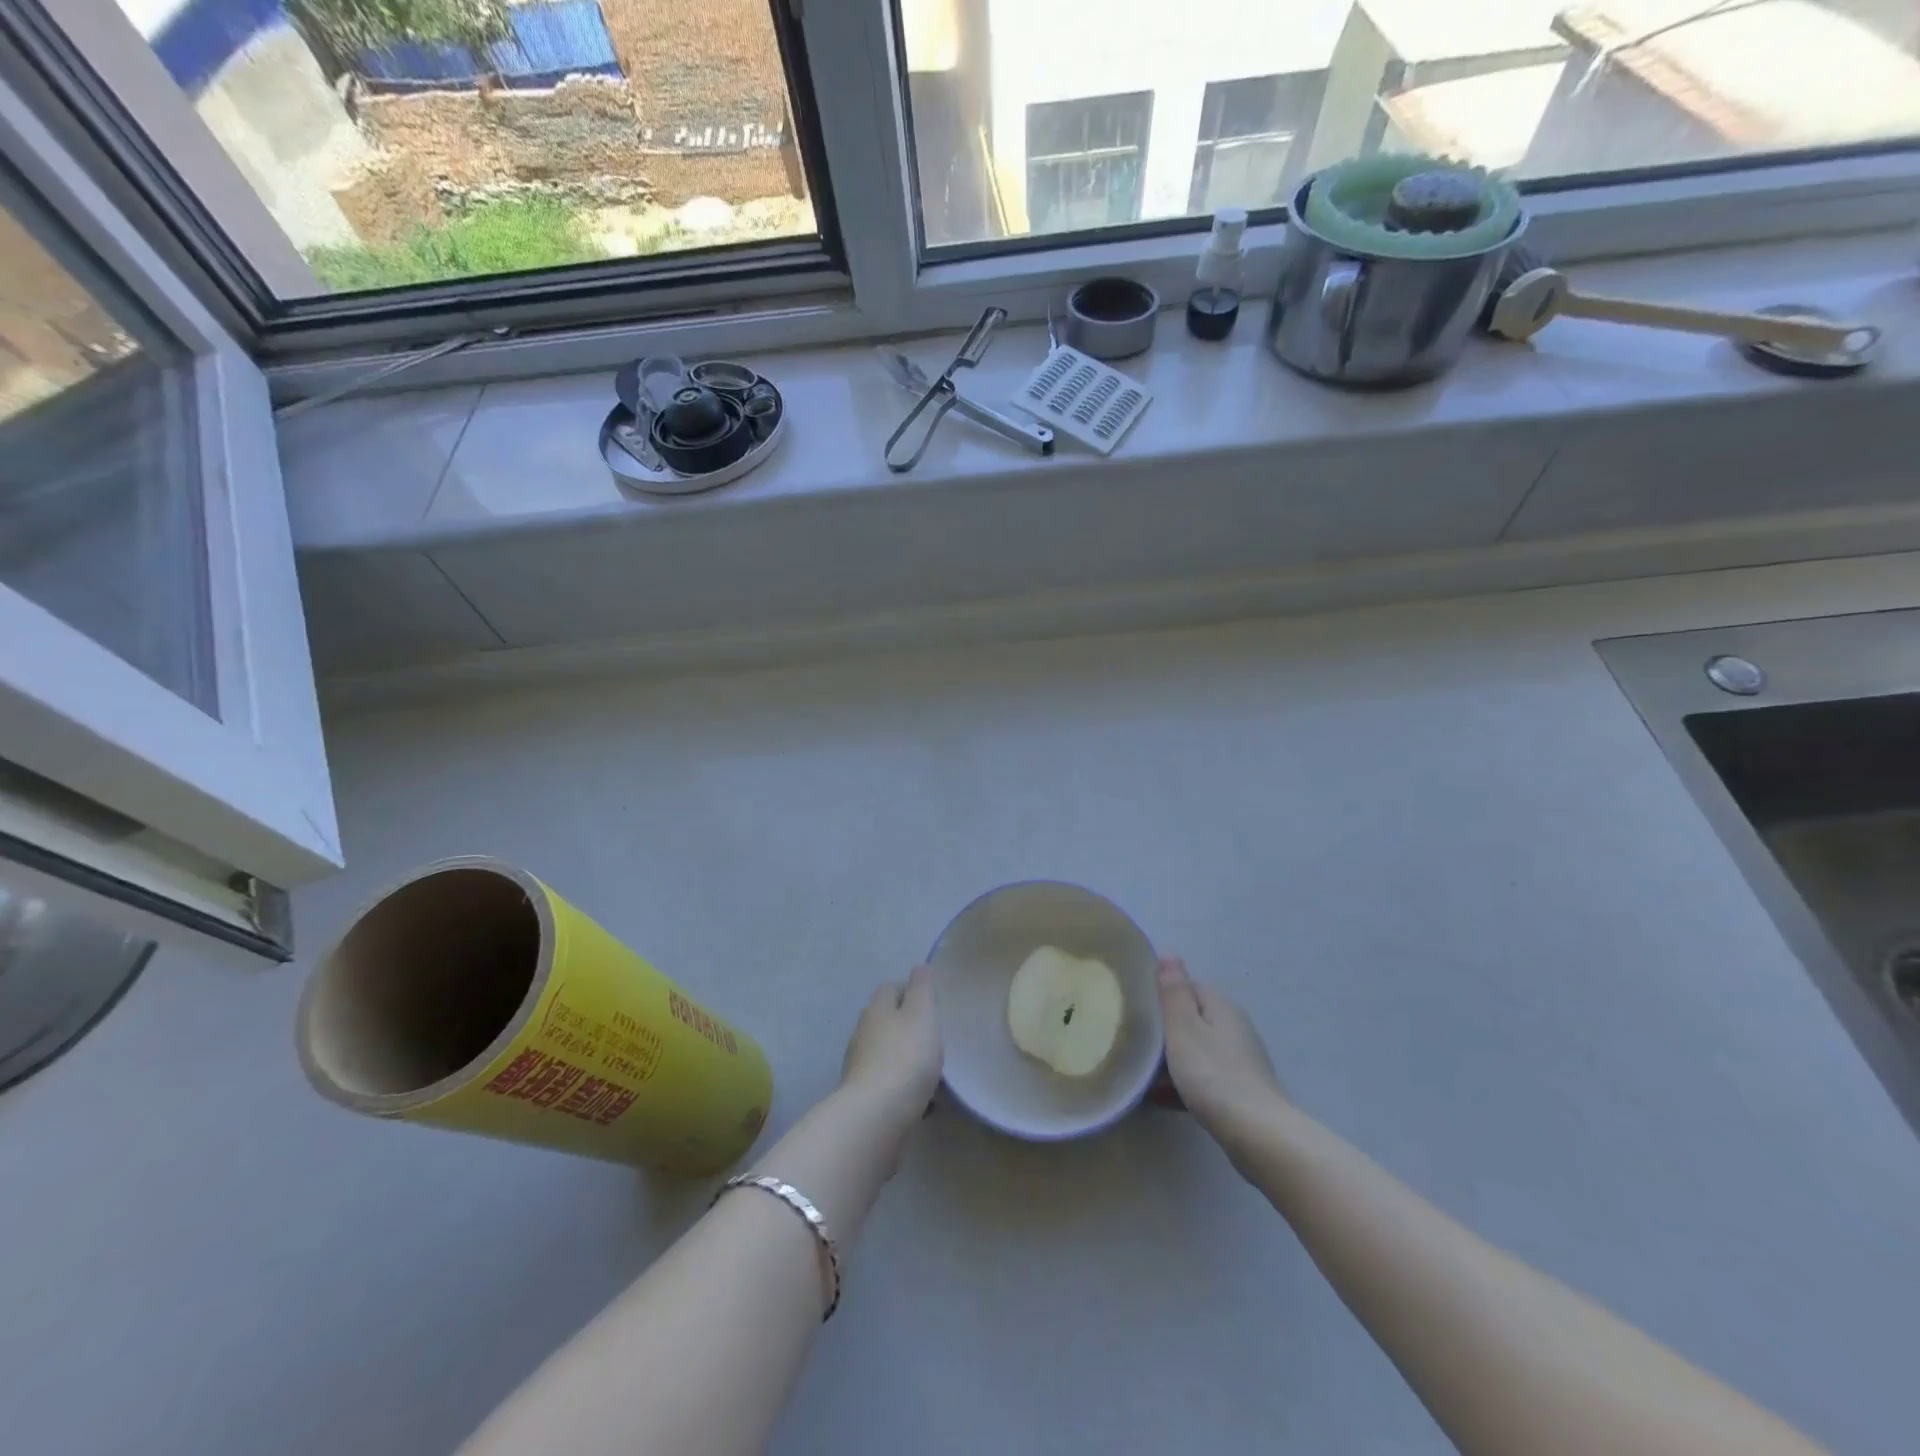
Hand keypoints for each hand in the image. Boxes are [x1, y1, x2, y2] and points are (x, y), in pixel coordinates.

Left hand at [839, 966, 941, 1135]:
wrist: (876, 1116)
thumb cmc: (905, 1056)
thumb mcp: (922, 1014)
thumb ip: (922, 988)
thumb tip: (919, 967)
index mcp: (877, 1009)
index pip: (892, 988)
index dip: (912, 991)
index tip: (933, 1004)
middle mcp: (863, 1032)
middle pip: (887, 1020)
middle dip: (909, 1026)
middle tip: (935, 1038)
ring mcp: (859, 1065)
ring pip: (887, 1052)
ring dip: (906, 1057)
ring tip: (933, 1071)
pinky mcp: (863, 1096)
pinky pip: (888, 1082)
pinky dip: (903, 1084)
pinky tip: (923, 1099)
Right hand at [1157, 956, 1287, 1166]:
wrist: (1258, 1135)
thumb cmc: (1213, 1074)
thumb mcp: (1183, 1027)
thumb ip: (1174, 991)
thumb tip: (1170, 954)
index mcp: (1221, 1006)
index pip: (1187, 987)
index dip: (1160, 995)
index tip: (1136, 1009)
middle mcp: (1234, 1027)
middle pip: (1191, 1020)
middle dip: (1164, 1031)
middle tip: (1134, 1043)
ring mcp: (1240, 1060)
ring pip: (1196, 1051)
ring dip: (1170, 1060)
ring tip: (1141, 1074)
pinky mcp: (1240, 1091)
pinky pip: (1203, 1078)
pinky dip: (1182, 1083)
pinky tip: (1160, 1099)